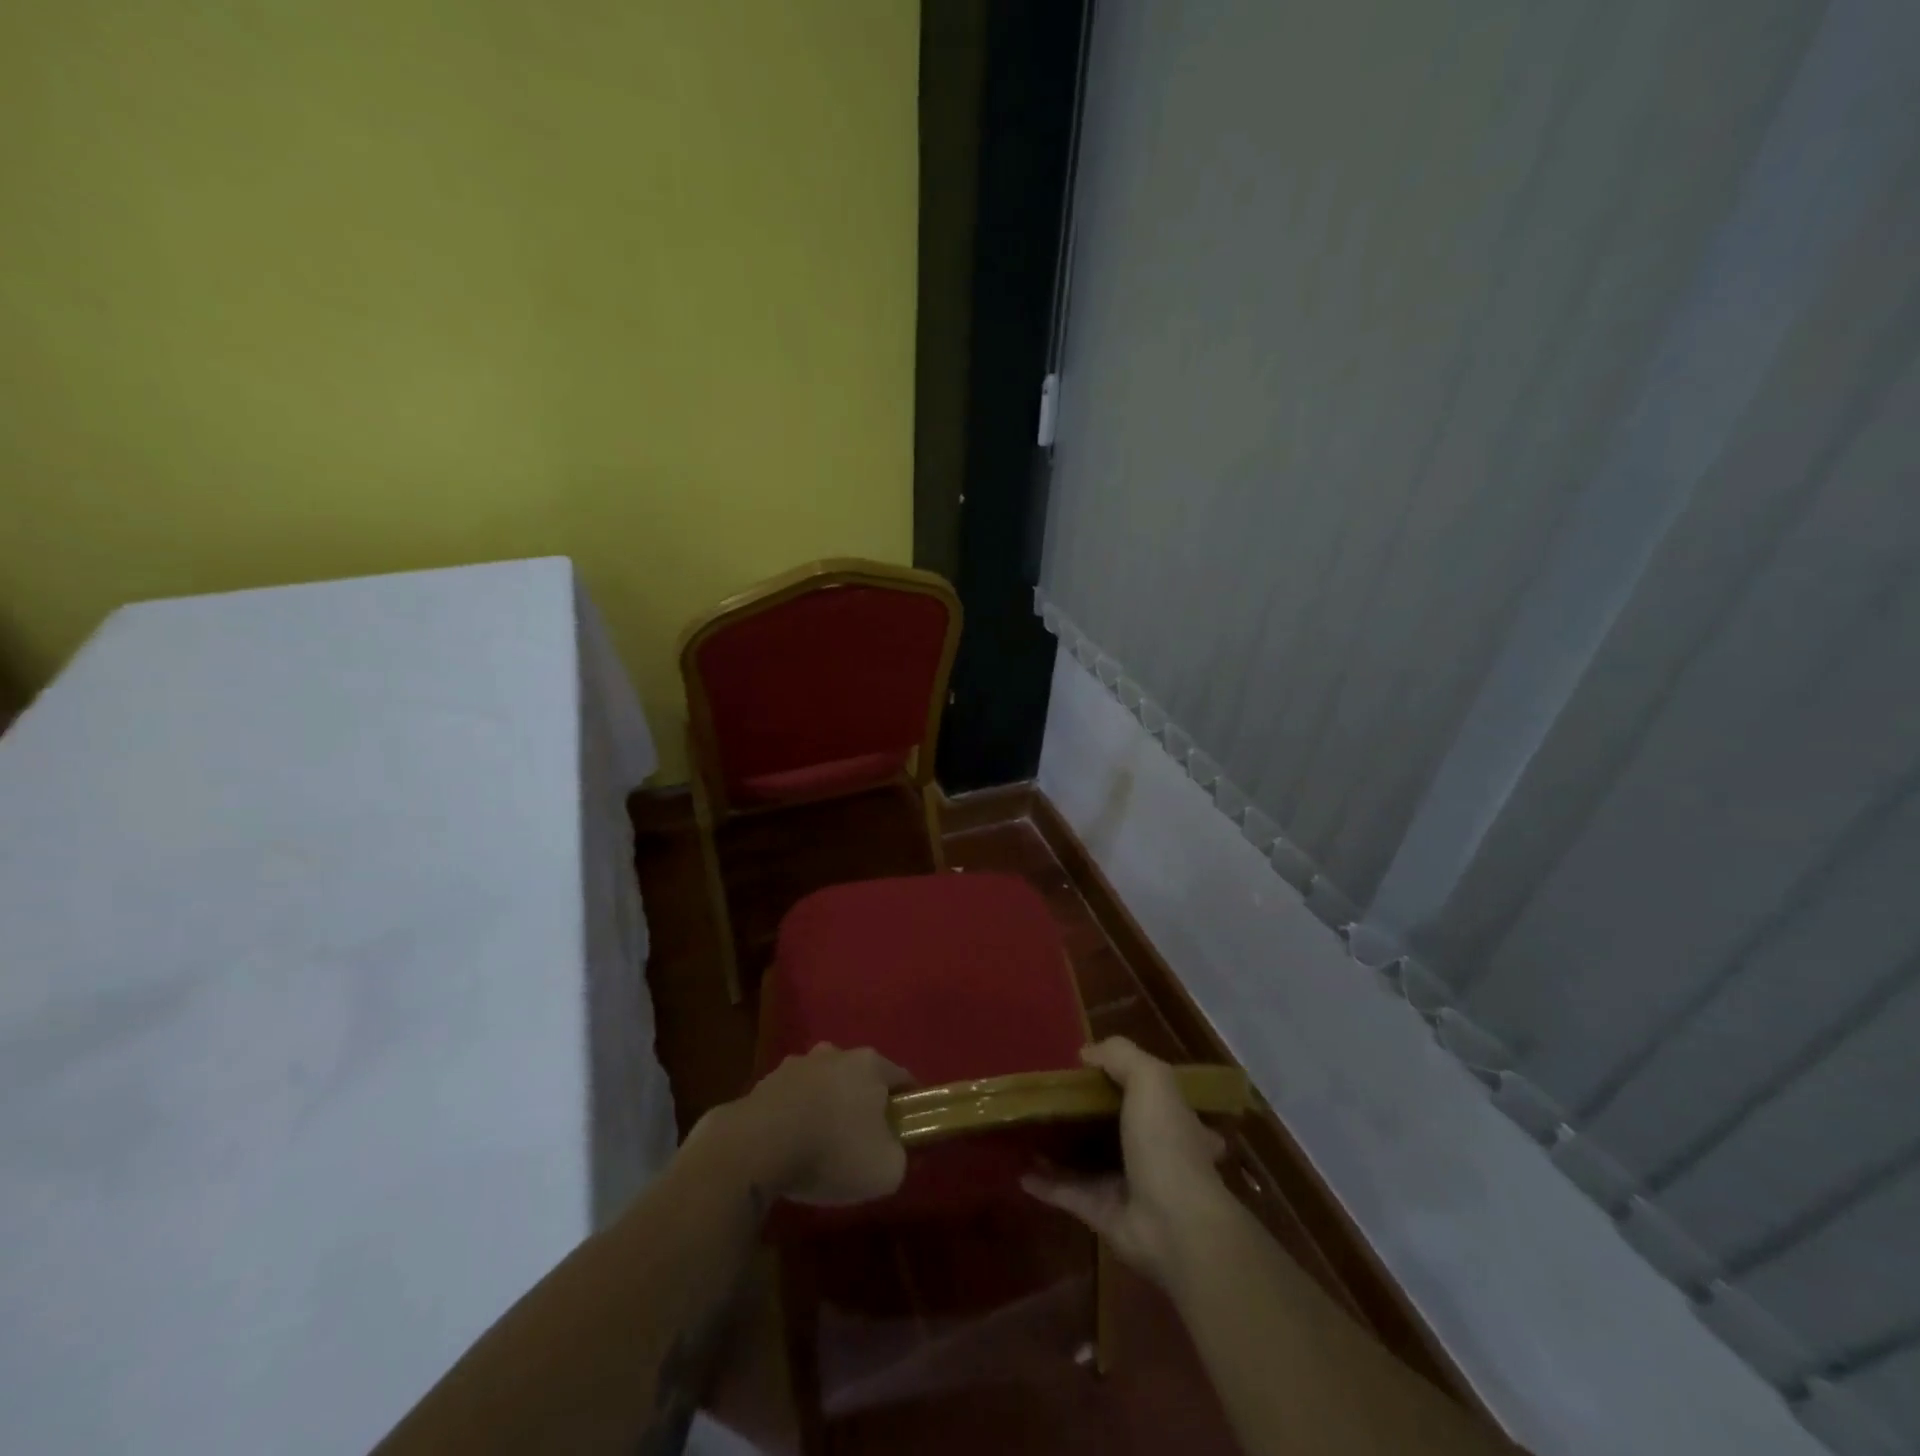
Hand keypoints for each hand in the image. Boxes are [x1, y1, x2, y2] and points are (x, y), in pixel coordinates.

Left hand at [718, 1043, 913, 1205]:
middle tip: (864, 1140)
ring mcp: (797, 1064)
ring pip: (824, 1084)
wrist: (756, 1147)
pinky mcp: (765, 1082)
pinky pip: (792, 1100)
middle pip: (861, 1077)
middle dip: (865, 1103)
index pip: (902, 1079)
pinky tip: (792, 1147)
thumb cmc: (832, 1151)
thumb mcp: (886, 1170)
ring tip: (823, 1146)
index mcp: (870, 1064)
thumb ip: (902, 1157)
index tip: (908, 1131)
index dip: (909, 1105)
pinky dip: (797, 1117)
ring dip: (827, 1107)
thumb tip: (899, 1152)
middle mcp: (835, 1053)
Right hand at [1022, 1037, 1227, 1284]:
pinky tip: (1019, 1169)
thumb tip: (1086, 1053)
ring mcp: (1128, 1186)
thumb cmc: (1167, 1143)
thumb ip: (1120, 1056)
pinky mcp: (1102, 1214)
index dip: (1131, 1082)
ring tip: (1029, 1127)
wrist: (1173, 1226)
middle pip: (1117, 1128)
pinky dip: (1045, 1183)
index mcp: (1175, 1122)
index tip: (1096, 1070)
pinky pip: (1067, 1193)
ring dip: (1061, 1147)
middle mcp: (1155, 1154)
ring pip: (1088, 1161)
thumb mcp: (1151, 1079)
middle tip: (1054, 1097)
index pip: (1157, 1098)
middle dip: (1089, 1116)